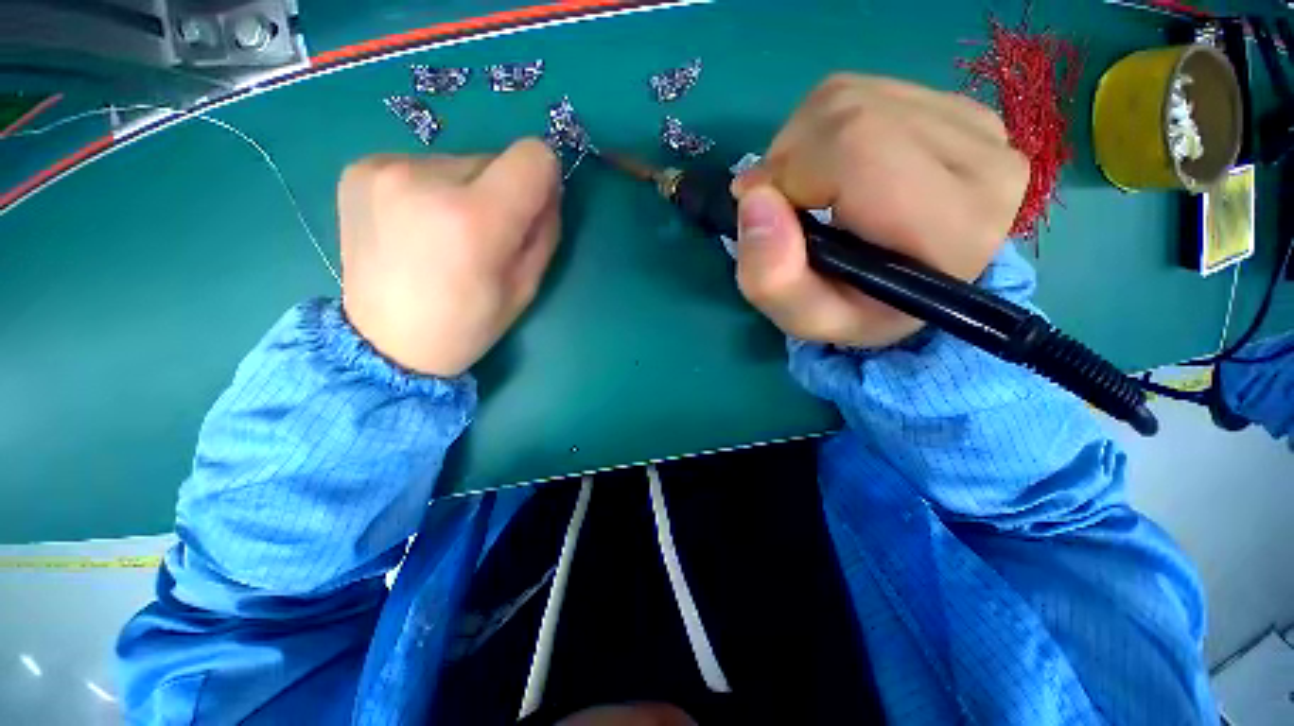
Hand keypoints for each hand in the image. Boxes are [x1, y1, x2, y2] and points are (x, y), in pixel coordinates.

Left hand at [338, 139, 560, 376]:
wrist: (387, 342)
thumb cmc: (469, 323)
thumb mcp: (527, 286)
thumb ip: (545, 230)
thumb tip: (549, 187)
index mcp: (475, 219)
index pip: (532, 156)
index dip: (543, 178)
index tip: (534, 204)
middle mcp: (425, 180)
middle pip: (494, 159)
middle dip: (501, 192)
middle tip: (483, 237)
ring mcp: (384, 170)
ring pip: (458, 163)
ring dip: (465, 192)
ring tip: (444, 236)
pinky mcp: (359, 169)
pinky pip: (422, 166)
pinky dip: (430, 190)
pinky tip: (415, 227)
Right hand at [731, 74, 1028, 347]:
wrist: (909, 289)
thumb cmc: (858, 311)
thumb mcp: (806, 319)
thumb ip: (773, 280)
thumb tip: (754, 198)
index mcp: (952, 226)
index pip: (856, 148)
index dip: (789, 173)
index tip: (765, 213)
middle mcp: (983, 161)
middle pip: (849, 112)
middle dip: (788, 159)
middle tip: (782, 207)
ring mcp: (976, 124)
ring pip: (850, 95)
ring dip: (802, 146)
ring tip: (806, 193)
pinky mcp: (958, 106)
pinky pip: (864, 91)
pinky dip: (824, 130)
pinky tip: (833, 171)